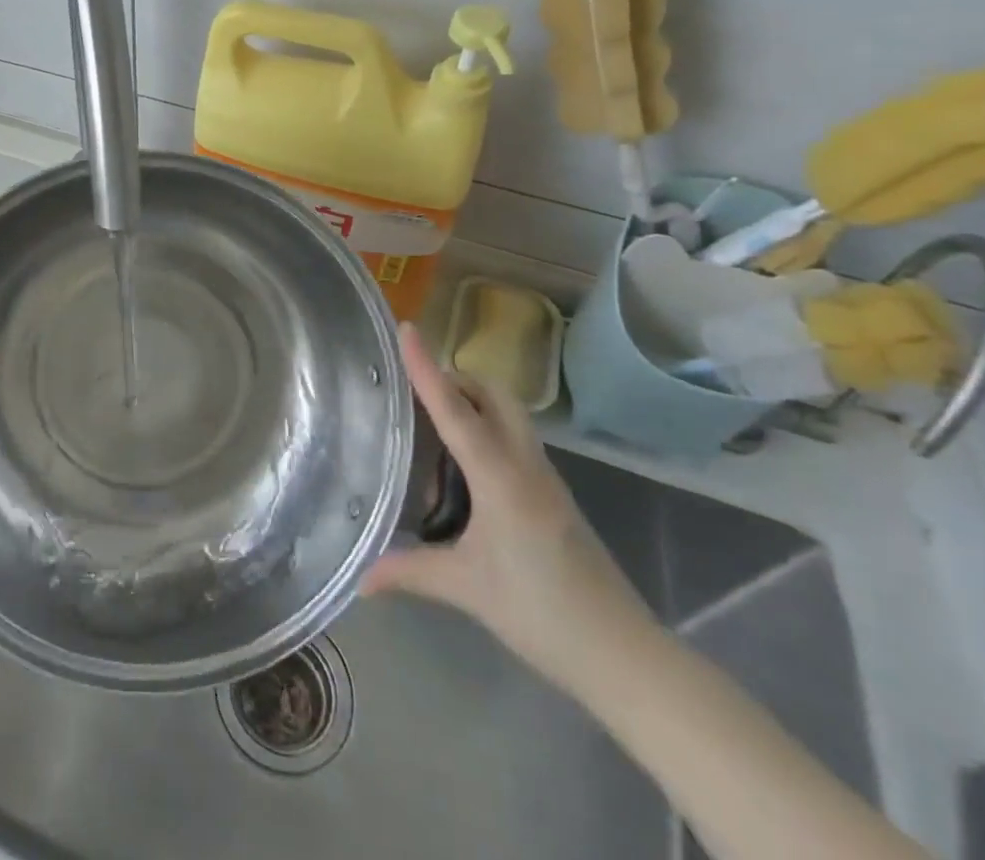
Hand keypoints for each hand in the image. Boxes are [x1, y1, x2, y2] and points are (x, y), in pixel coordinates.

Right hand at [364, 323, 655, 691]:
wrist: (624, 654)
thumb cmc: (542, 613)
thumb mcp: (467, 589)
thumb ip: (410, 572)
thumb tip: (360, 577)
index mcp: (500, 478)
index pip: (456, 411)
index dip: (427, 368)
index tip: (406, 329)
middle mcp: (525, 465)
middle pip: (493, 395)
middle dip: (455, 377)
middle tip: (412, 387)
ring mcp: (545, 478)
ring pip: (508, 414)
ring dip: (472, 400)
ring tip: (430, 418)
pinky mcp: (552, 494)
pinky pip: (514, 438)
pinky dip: (485, 427)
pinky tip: (463, 462)